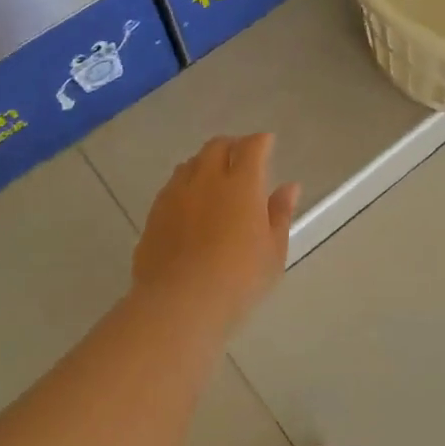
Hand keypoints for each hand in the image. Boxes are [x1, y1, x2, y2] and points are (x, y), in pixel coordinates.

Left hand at [133, 134, 300, 330]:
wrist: (179, 304)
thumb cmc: (239, 279)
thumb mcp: (273, 251)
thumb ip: (280, 213)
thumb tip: (290, 187)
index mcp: (242, 184)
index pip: (252, 147)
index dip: (261, 141)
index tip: (267, 143)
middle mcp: (207, 179)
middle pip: (217, 146)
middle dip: (232, 145)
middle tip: (242, 157)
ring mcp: (176, 194)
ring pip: (191, 163)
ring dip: (205, 162)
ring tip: (215, 178)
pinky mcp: (154, 213)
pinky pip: (172, 186)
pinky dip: (186, 184)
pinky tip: (190, 203)